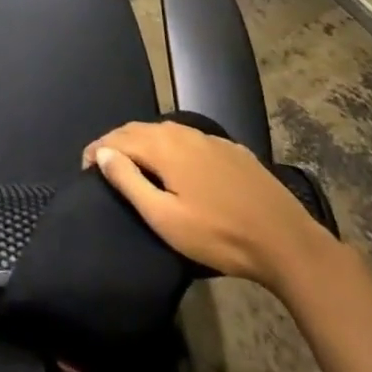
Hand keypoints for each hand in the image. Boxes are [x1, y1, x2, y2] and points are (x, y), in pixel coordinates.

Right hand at [83, 121, 334, 290]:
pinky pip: (188, 140)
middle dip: (117, 143)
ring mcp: (210, 139)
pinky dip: (170, 147)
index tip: (84, 168)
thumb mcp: (166, 218)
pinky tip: (175, 166)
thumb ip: (129, 182)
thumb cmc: (220, 236)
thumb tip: (102, 153)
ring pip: (165, 132)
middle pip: (139, 129)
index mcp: (164, 146)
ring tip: (133, 164)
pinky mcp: (231, 150)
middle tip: (104, 165)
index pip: (118, 137)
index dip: (97, 149)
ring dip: (143, 143)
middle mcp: (184, 132)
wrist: (287, 242)